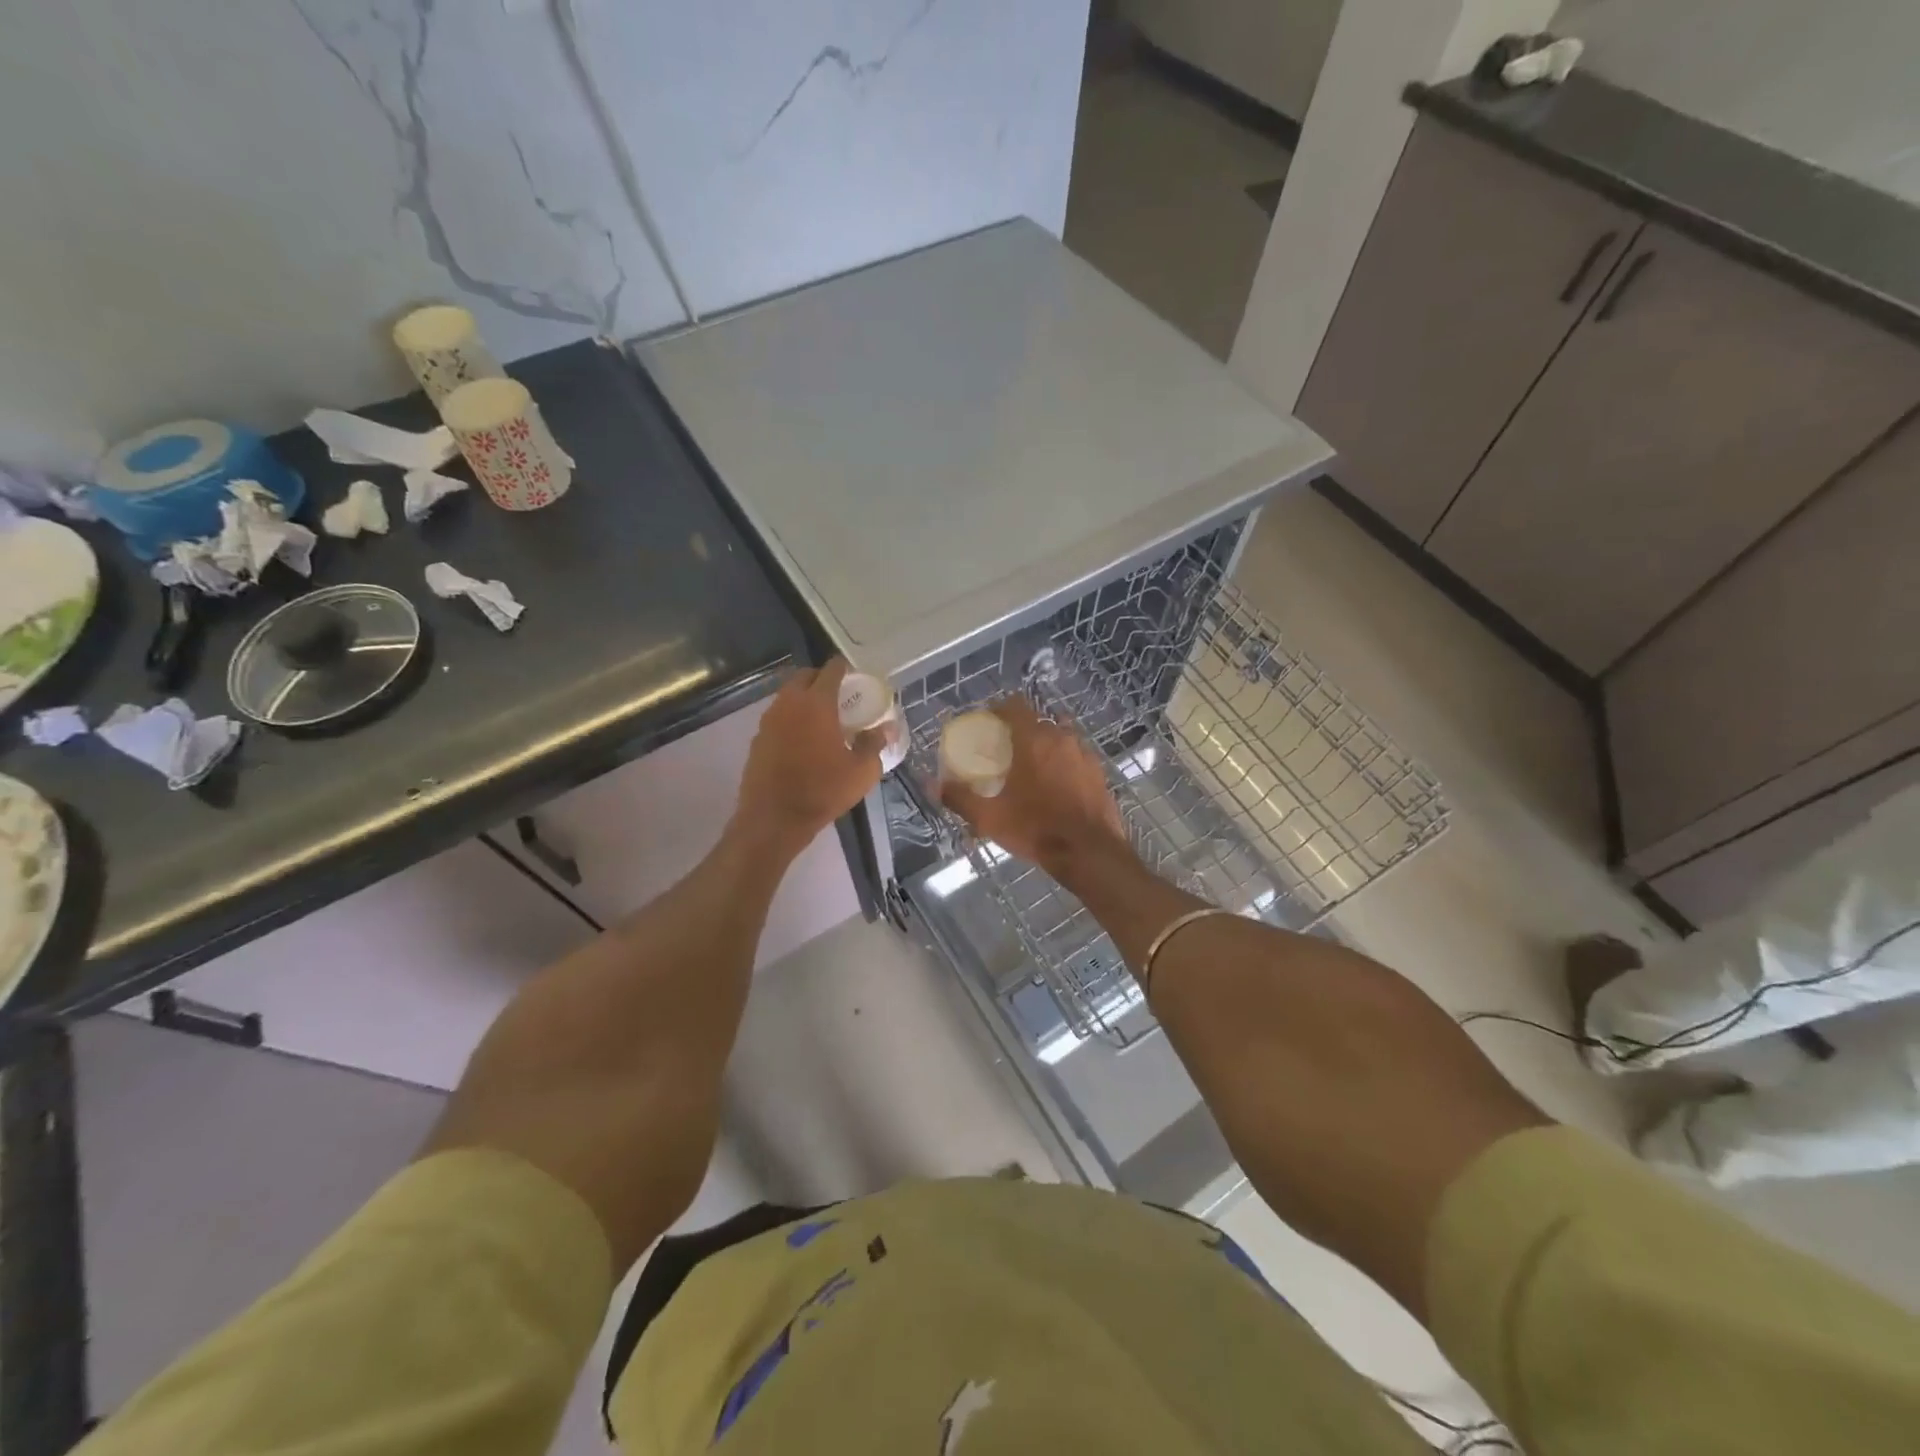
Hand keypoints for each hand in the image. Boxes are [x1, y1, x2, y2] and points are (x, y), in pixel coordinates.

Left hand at [733, 659, 886, 855]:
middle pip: (805, 677)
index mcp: (816, 703)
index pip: (831, 670)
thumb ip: (874, 743)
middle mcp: (788, 703)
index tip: (855, 677)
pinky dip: (791, 719)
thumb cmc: (822, 791)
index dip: (844, 669)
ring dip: (804, 699)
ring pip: (788, 696)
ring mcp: (768, 720)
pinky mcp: (757, 739)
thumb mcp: (861, 771)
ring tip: (822, 718)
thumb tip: (885, 728)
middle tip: (840, 696)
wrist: (774, 819)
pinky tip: (803, 741)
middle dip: (822, 679)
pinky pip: (777, 718)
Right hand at [938, 697, 1126, 874]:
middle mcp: (1061, 739)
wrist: (1089, 852)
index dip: (1000, 709)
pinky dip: (1064, 763)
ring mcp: (1084, 754)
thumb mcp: (990, 818)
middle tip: (1006, 751)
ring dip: (1045, 746)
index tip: (988, 722)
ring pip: (1060, 738)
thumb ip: (960, 798)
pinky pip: (1076, 757)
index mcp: (1034, 741)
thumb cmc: (1036, 829)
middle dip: (1021, 730)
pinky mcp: (1099, 773)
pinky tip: (1057, 785)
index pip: (1016, 706)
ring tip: (1032, 768)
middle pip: (1038, 721)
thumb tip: (932, 785)